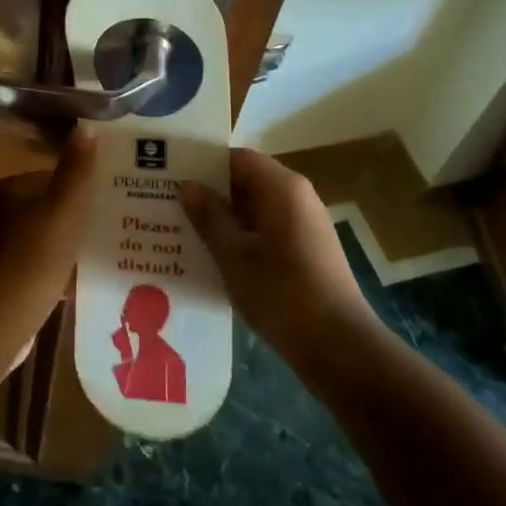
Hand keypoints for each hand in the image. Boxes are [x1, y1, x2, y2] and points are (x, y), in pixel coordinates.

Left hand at [0, 130, 96, 364]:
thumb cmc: (34, 259)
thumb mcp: (63, 209)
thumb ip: (76, 170)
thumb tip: (86, 125)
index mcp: (14, 189)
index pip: (58, 177)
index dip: (88, 187)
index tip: (119, 199)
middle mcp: (5, 212)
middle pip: (56, 207)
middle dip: (85, 217)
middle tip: (124, 228)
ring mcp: (6, 246)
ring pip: (53, 236)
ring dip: (77, 244)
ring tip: (114, 254)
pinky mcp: (11, 277)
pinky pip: (46, 263)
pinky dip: (66, 269)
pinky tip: (89, 281)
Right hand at [180, 148, 379, 361]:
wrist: (338, 347)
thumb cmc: (281, 292)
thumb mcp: (233, 254)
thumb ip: (208, 216)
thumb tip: (187, 186)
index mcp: (282, 187)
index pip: (236, 158)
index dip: (202, 164)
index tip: (169, 176)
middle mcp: (296, 197)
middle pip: (245, 181)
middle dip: (208, 192)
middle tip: (167, 204)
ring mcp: (303, 224)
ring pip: (253, 208)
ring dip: (222, 217)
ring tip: (181, 230)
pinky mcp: (305, 250)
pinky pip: (265, 230)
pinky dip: (239, 236)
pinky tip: (212, 256)